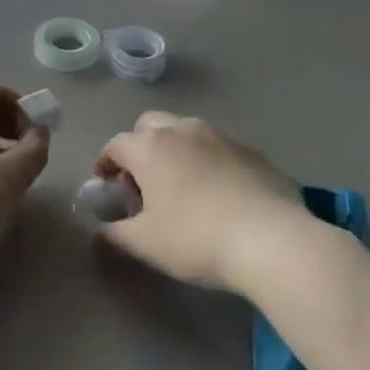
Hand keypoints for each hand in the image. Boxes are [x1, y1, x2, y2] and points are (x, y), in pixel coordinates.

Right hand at [92, 112, 303, 294]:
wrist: (270, 238)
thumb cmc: (195, 238)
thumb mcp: (145, 244)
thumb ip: (115, 234)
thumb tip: (99, 232)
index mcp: (151, 146)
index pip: (117, 144)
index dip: (105, 162)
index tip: (104, 183)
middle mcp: (184, 130)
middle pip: (150, 125)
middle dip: (140, 146)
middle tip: (141, 182)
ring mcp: (222, 136)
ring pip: (187, 132)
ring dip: (175, 150)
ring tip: (180, 186)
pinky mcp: (252, 151)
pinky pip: (219, 148)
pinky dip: (208, 161)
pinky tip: (217, 193)